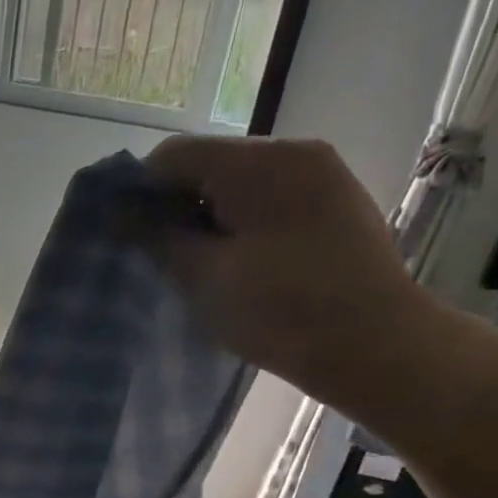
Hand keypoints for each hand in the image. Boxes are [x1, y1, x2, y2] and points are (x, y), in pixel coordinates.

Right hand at [146, 136, 443, 406]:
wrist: (375, 345)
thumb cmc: (282, 314)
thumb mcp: (207, 280)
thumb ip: (161, 240)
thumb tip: (123, 215)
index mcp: (258, 163)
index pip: (175, 156)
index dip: (140, 192)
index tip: (125, 236)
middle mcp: (293, 151)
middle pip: (213, 164)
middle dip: (179, 206)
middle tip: (162, 258)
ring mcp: (324, 174)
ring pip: (245, 183)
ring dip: (214, 216)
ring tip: (203, 266)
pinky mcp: (340, 202)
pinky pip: (276, 199)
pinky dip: (248, 222)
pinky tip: (244, 263)